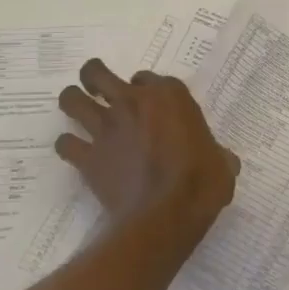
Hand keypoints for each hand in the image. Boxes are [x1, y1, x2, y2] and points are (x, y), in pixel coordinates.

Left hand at [56, 60, 238, 228]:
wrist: (166, 216)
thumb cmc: (202, 183)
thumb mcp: (221, 163)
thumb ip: (216, 153)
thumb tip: (223, 161)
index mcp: (168, 95)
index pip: (147, 77)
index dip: (144, 87)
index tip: (148, 101)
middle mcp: (131, 102)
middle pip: (96, 73)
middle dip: (93, 78)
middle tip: (97, 90)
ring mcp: (105, 128)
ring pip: (71, 99)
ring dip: (73, 103)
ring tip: (78, 111)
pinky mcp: (88, 157)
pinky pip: (65, 144)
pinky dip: (67, 147)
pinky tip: (75, 153)